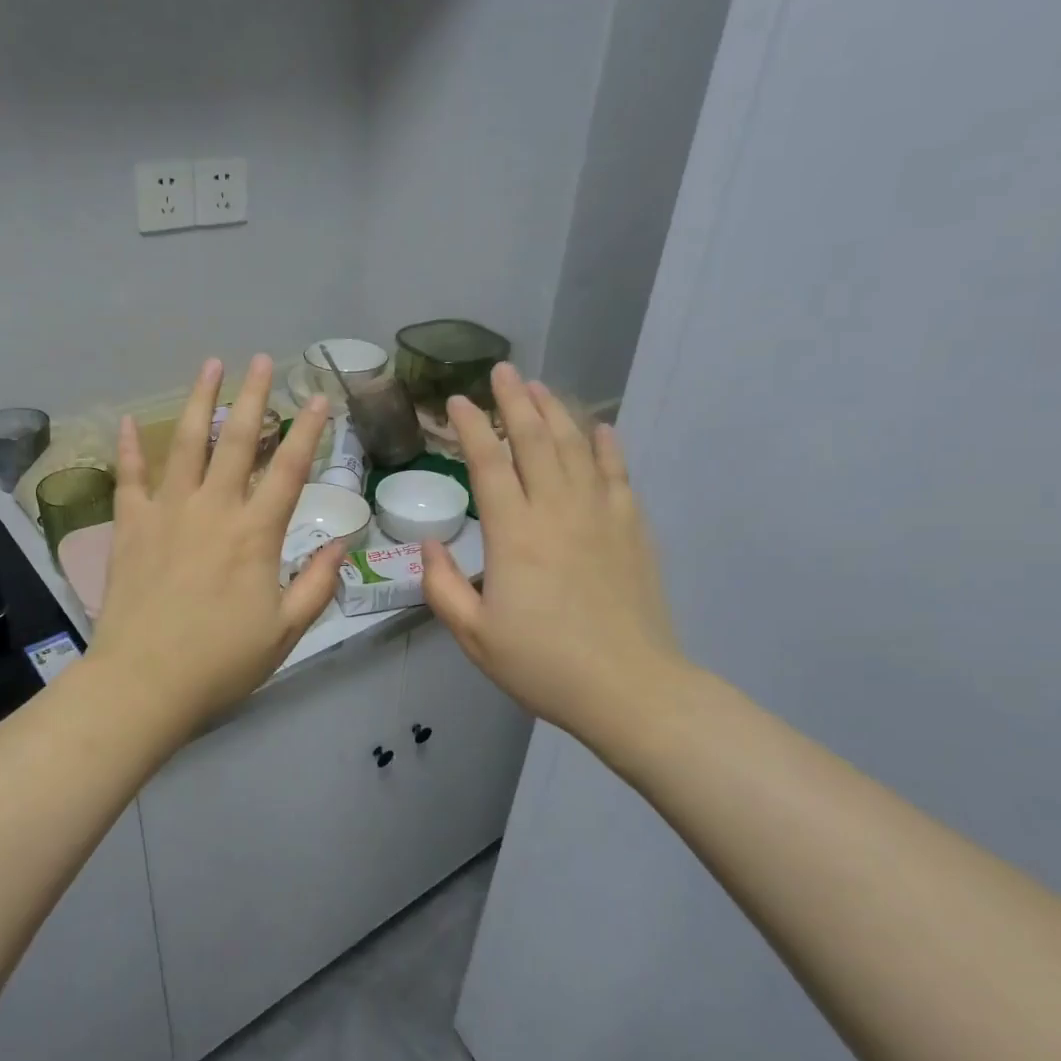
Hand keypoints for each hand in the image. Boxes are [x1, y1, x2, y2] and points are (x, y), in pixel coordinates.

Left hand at [87, 356, 342, 744]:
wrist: (144, 683)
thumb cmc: (221, 662)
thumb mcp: (286, 631)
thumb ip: (318, 584)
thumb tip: (343, 543)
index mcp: (255, 534)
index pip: (289, 470)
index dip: (309, 431)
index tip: (319, 397)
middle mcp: (213, 510)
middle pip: (238, 441)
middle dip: (254, 396)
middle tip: (262, 361)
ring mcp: (167, 513)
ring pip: (186, 444)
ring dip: (199, 401)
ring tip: (209, 365)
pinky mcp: (130, 527)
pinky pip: (130, 478)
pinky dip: (130, 449)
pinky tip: (128, 421)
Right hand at [422, 364, 693, 764]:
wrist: (630, 689)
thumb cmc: (544, 665)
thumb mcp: (475, 636)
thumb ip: (443, 587)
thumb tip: (429, 544)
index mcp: (514, 535)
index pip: (488, 464)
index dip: (470, 428)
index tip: (455, 401)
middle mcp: (557, 511)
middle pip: (535, 441)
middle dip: (514, 401)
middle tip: (501, 371)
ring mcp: (600, 516)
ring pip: (576, 448)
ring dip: (555, 412)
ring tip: (539, 386)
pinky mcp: (632, 529)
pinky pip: (617, 474)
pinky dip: (607, 446)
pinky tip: (600, 428)